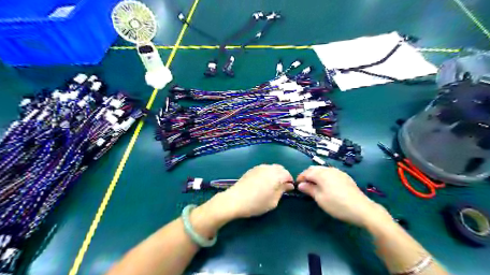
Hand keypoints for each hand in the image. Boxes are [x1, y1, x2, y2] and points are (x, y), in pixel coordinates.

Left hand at [209, 164, 291, 219]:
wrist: (235, 200)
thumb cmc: (256, 203)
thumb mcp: (273, 201)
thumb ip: (282, 191)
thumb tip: (289, 185)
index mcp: (276, 175)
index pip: (288, 174)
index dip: (290, 182)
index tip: (289, 190)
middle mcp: (268, 168)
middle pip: (280, 168)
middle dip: (283, 176)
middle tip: (282, 187)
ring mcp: (259, 167)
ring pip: (272, 167)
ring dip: (275, 174)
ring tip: (272, 185)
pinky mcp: (252, 169)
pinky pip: (264, 169)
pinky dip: (267, 173)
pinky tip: (263, 183)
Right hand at [294, 166, 390, 227]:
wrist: (361, 208)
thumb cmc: (337, 204)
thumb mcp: (320, 198)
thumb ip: (309, 189)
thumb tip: (300, 185)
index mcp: (321, 174)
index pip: (306, 172)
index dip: (300, 178)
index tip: (297, 186)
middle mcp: (329, 169)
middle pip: (314, 169)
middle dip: (307, 175)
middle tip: (305, 186)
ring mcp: (338, 172)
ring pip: (322, 170)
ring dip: (316, 175)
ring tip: (314, 186)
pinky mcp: (345, 176)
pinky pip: (330, 173)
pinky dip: (324, 176)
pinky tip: (326, 185)